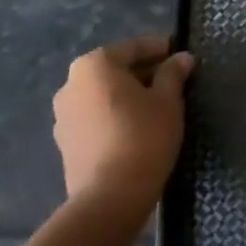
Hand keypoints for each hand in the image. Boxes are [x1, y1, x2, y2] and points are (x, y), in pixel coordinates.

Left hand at [52, 35, 191, 215]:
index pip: (133, 47)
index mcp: (94, 65)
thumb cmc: (143, 136)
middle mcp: (71, 84)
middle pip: (115, 69)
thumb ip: (173, 73)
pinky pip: (95, 117)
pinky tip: (137, 128)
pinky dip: (115, 115)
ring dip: (128, 95)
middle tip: (174, 82)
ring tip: (158, 106)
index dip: (160, 49)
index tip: (181, 55)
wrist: (109, 197)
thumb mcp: (168, 100)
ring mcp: (63, 115)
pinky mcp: (65, 142)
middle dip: (144, 72)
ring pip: (104, 94)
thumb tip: (181, 58)